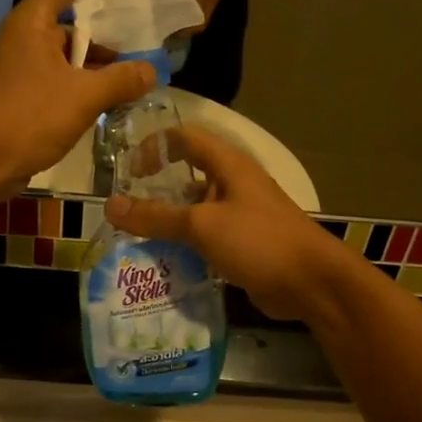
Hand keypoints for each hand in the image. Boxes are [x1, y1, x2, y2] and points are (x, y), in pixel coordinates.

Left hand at [0, 0, 155, 193]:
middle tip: (143, 42)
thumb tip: (150, 71)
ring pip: (68, 54)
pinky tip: (110, 104)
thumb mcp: (83, 97)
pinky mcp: (23, 96)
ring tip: (134, 79)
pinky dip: (85, 86)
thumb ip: (121, 80)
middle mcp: (26, 37)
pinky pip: (61, 80)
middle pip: (71, 17)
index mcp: (34, 21)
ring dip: (100, 63)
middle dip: (109, 28)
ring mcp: (23, 67)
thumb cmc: (26, 118)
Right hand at [106, 126, 348, 320]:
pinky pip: (205, 239)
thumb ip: (156, 216)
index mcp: (229, 165)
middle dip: (155, 191)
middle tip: (124, 210)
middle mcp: (234, 185)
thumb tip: (109, 205)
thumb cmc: (259, 241)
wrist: (312, 283)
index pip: (185, 138)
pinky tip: (163, 263)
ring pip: (194, 211)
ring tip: (134, 239)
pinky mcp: (243, 245)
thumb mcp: (202, 225)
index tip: (129, 172)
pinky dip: (185, 247)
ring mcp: (240, 216)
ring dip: (168, 223)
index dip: (155, 146)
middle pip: (186, 176)